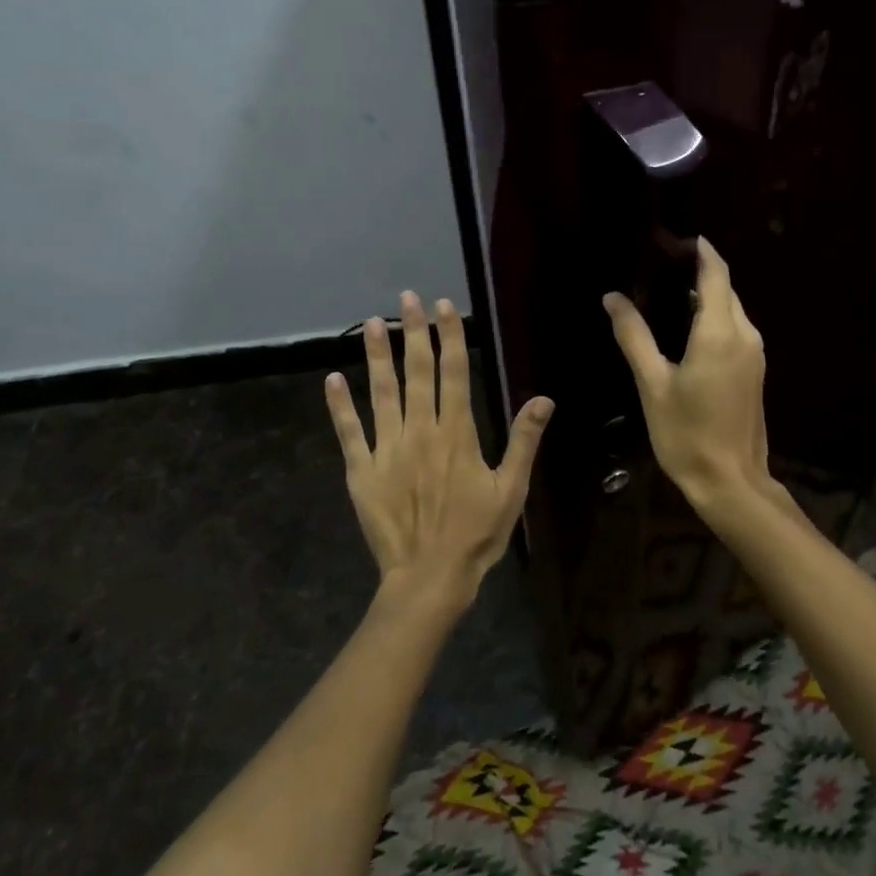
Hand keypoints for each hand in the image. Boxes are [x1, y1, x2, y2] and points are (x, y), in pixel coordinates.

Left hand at [325, 292, 553, 609]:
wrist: (430, 577)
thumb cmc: (477, 533)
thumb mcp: (512, 489)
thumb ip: (524, 441)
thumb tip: (543, 398)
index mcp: (457, 433)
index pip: (454, 372)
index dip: (449, 336)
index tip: (443, 306)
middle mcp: (420, 431)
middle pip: (418, 372)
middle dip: (415, 332)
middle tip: (408, 298)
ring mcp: (388, 449)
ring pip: (381, 393)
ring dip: (377, 356)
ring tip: (373, 324)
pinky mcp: (362, 471)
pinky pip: (350, 432)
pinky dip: (340, 406)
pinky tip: (332, 380)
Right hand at [603, 239, 772, 506]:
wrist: (731, 482)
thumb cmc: (686, 434)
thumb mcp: (652, 384)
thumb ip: (634, 336)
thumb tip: (613, 298)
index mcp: (720, 332)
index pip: (716, 273)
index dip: (700, 250)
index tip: (675, 238)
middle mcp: (745, 335)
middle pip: (725, 289)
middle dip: (700, 271)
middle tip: (661, 265)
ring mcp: (754, 354)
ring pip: (732, 310)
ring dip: (706, 296)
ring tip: (669, 292)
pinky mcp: (754, 371)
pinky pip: (735, 330)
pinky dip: (713, 318)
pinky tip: (687, 328)